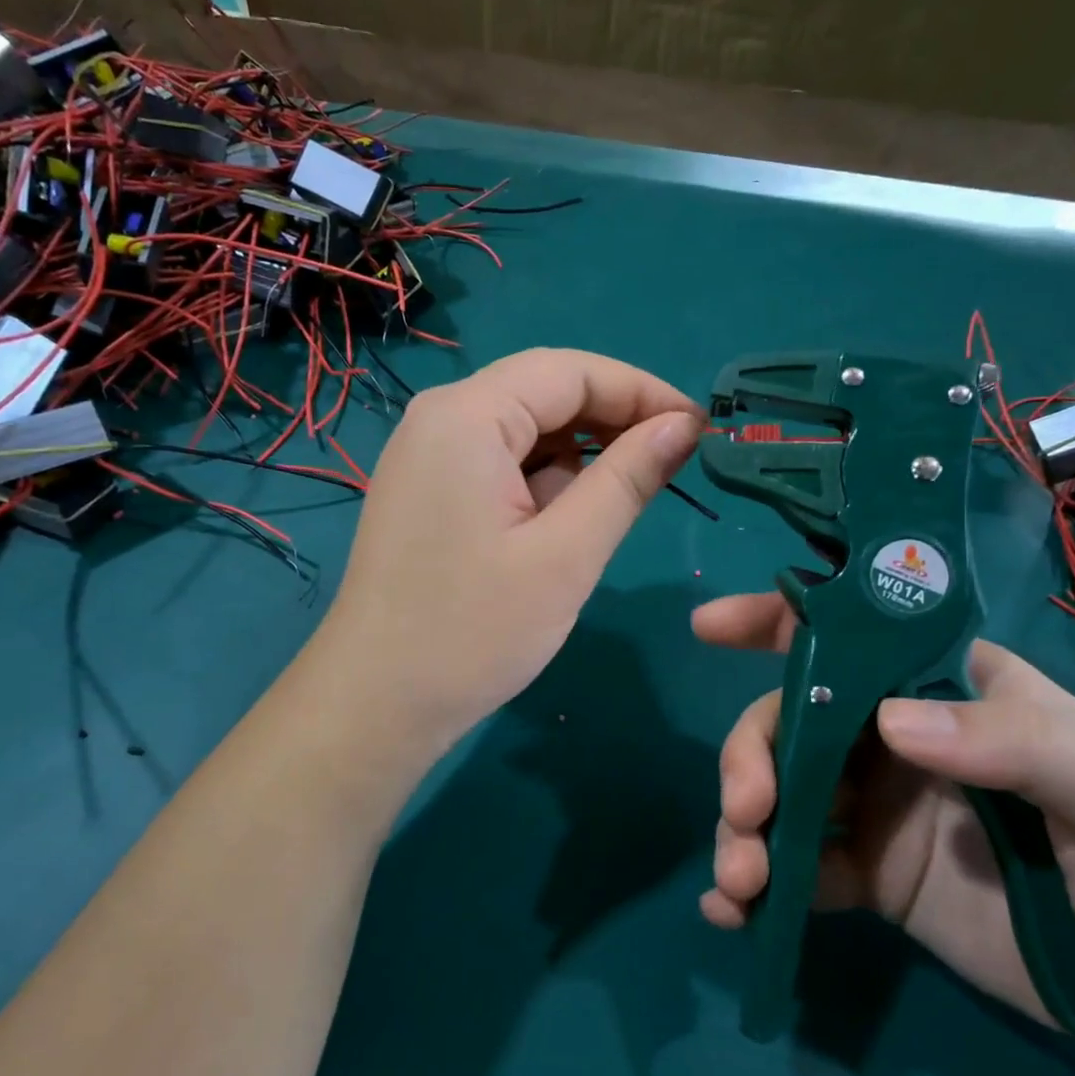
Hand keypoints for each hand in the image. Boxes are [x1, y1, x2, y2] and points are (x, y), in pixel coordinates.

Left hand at [309, 349, 701, 774]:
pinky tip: (561, 525)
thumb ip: (628, 478)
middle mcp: (439, 417)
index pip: (570, 370)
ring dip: (577, 457)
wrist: (376, 705)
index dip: (641, 391)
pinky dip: (542, 481)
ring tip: (614, 506)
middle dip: (611, 423)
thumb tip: (683, 424)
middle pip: (544, 392)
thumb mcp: (567, 554)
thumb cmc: (473, 631)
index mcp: (467, 415)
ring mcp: (427, 454)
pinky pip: (500, 462)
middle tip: (669, 466)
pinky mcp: (428, 490)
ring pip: (524, 429)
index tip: (698, 429)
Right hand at [694, 593, 1074, 1033]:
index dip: (775, 618)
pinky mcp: (863, 872)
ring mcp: (872, 803)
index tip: (710, 627)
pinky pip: (793, 865)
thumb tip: (892, 724)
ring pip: (777, 789)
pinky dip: (753, 883)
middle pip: (790, 717)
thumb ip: (1022, 744)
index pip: (850, 632)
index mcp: (942, 688)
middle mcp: (893, 734)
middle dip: (749, 754)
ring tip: (739, 880)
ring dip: (741, 826)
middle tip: (745, 811)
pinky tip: (732, 913)